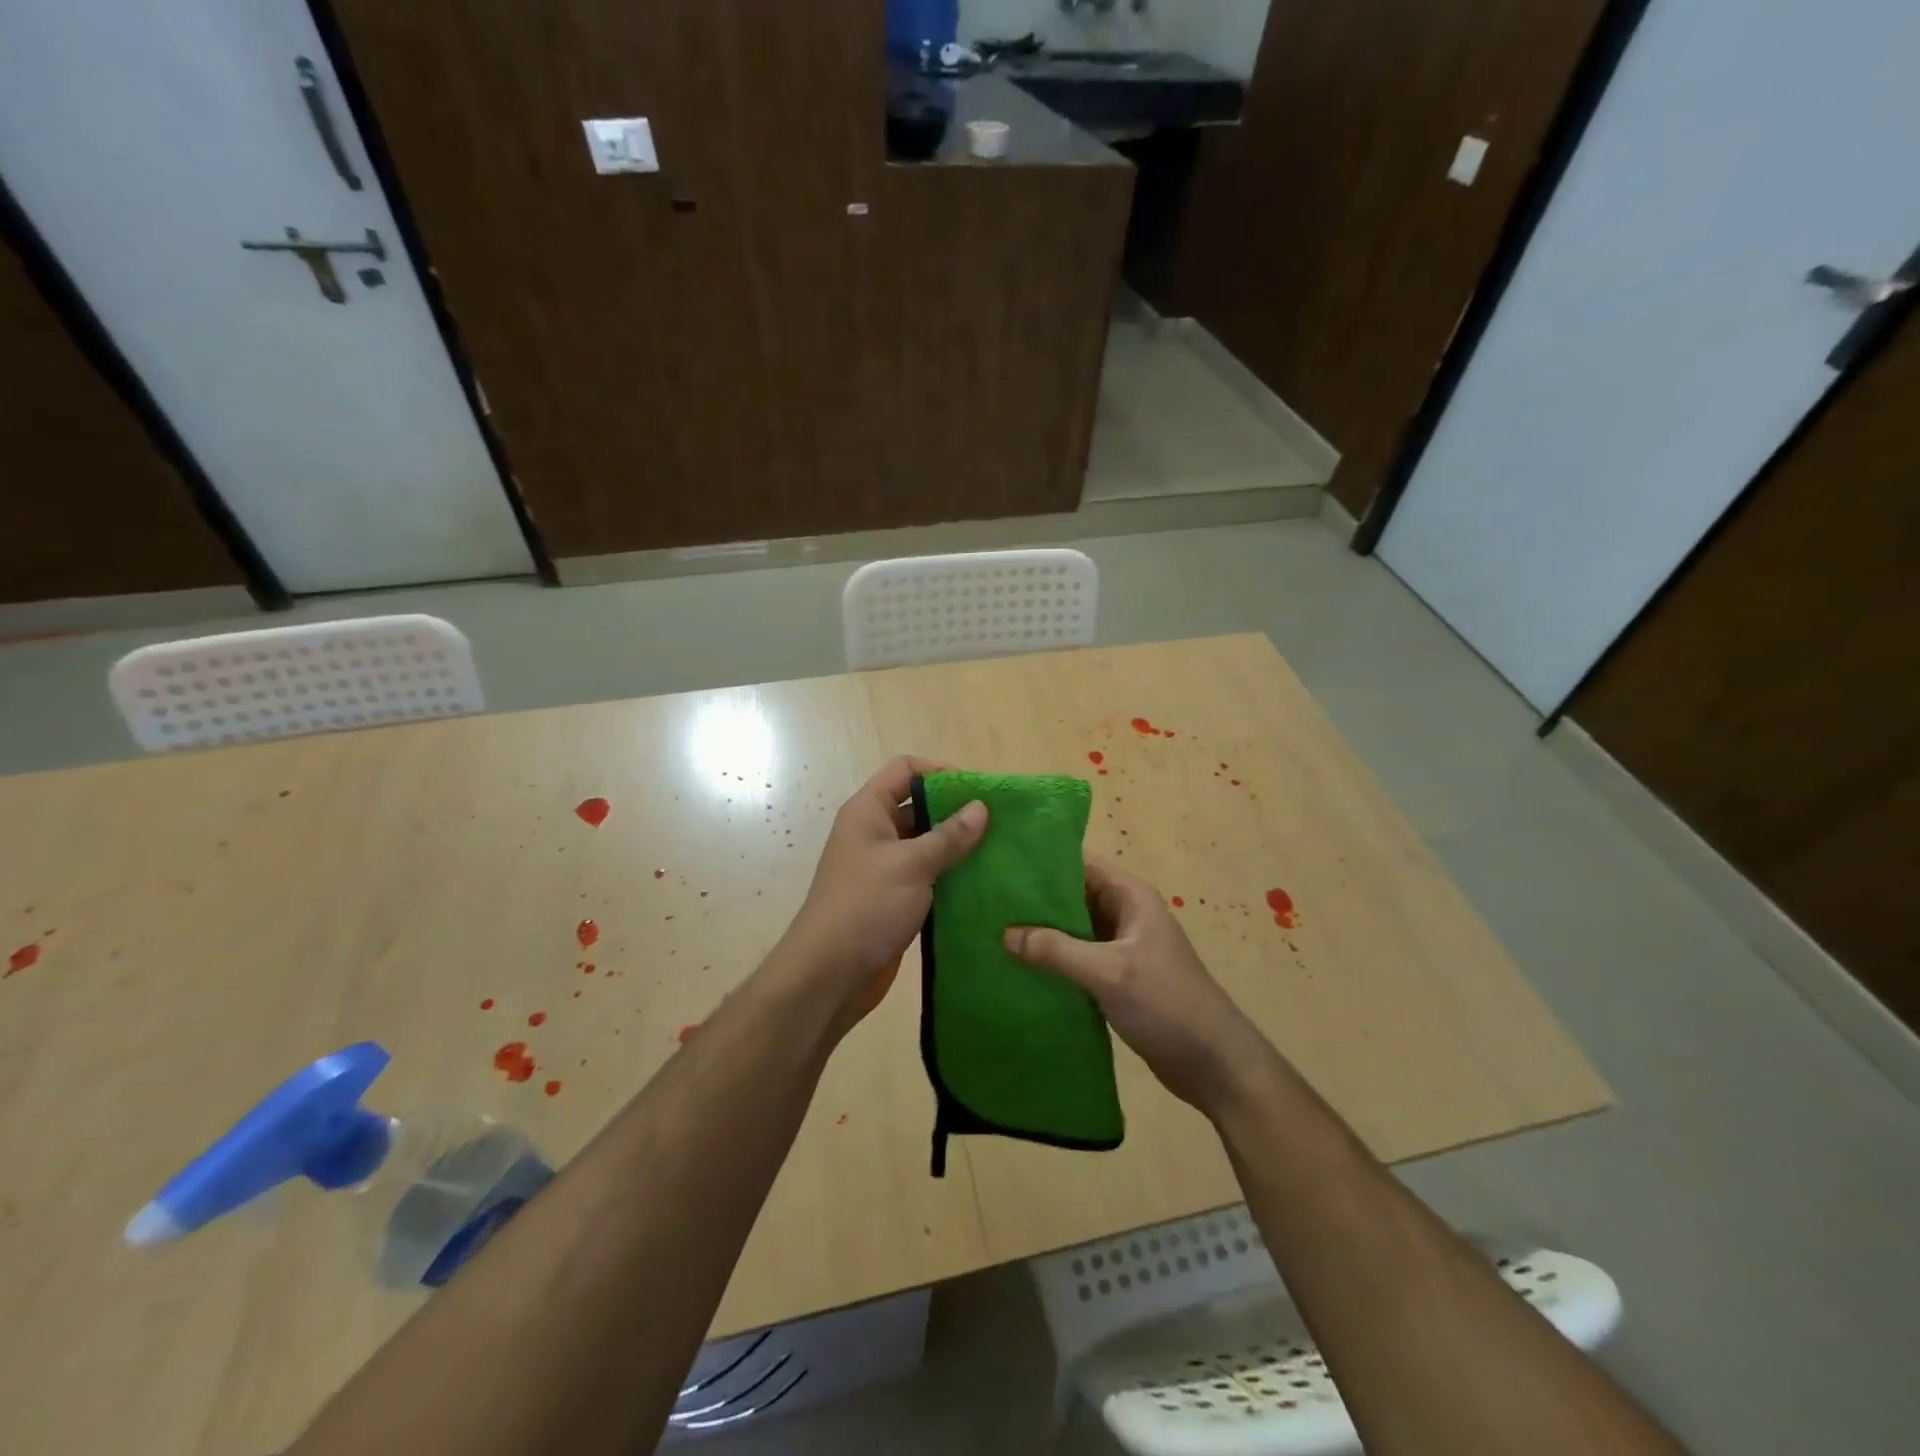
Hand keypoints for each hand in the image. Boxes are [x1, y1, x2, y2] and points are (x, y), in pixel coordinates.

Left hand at [782, 757, 986, 1023]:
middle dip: (956, 811)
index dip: (940, 772)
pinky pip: (927, 875)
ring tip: (999, 851)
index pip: (905, 770)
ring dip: (957, 846)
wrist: (829, 974)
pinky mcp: (895, 897)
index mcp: (868, 811)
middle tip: (999, 822)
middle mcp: (875, 832)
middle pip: (919, 805)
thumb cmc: (866, 906)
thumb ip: (948, 836)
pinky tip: (983, 882)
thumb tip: (981, 807)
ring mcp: (884, 866)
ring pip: (926, 843)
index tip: (978, 791)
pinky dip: (951, 875)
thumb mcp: (911, 864)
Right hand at [1005, 856, 1274, 1115]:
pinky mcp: (1116, 978)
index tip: (999, 861)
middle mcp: (1125, 914)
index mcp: (1130, 896)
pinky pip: (1076, 958)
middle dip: (1033, 899)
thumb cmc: (1166, 1003)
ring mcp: (1121, 947)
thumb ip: (1056, 950)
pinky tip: (1017, 966)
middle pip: (1072, 895)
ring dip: (1040, 932)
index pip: (1080, 863)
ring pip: (1072, 929)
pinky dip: (1052, 960)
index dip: (1042, 860)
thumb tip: (1004, 933)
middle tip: (985, 899)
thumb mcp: (1108, 972)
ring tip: (991, 929)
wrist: (1213, 1063)